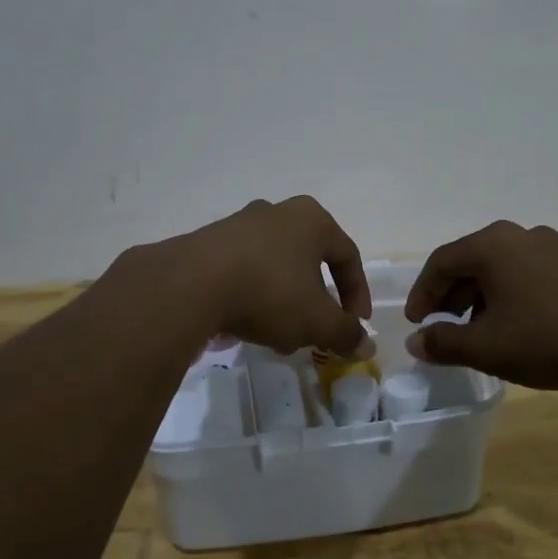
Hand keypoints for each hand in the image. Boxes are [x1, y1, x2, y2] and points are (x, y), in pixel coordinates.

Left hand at [161, 197, 372, 357]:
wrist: (190, 284)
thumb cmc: (269, 292)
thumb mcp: (317, 320)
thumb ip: (345, 333)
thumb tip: (366, 345)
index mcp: (311, 220)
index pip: (347, 256)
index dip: (357, 294)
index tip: (356, 325)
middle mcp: (277, 212)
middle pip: (308, 262)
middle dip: (315, 302)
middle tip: (315, 331)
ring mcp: (239, 225)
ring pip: (275, 269)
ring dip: (283, 303)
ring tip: (277, 336)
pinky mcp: (208, 243)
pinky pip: (243, 272)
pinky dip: (252, 298)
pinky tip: (245, 327)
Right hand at [404, 221, 557, 389]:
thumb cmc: (551, 338)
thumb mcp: (488, 347)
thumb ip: (444, 344)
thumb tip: (416, 342)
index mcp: (491, 245)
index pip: (440, 263)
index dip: (422, 294)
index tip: (416, 322)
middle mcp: (518, 235)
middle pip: (469, 262)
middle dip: (449, 296)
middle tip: (440, 327)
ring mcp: (550, 246)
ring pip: (499, 269)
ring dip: (478, 297)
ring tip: (477, 331)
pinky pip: (525, 274)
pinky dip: (508, 295)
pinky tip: (516, 326)